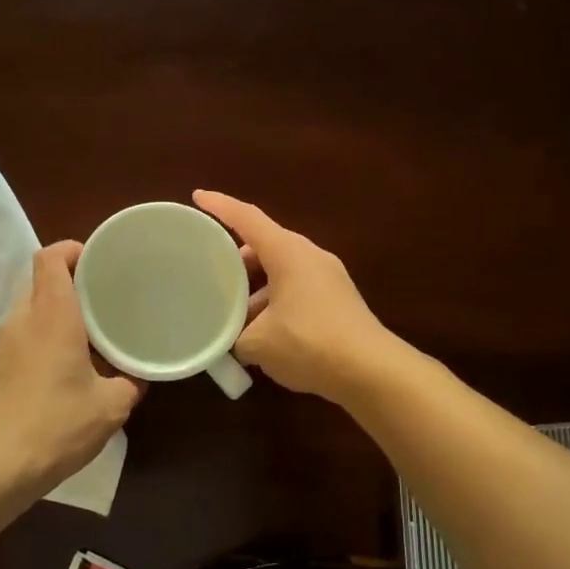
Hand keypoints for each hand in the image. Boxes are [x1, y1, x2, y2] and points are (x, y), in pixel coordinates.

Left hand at [0, 242, 142, 488]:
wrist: (0, 465)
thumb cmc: (59, 423)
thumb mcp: (112, 405)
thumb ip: (131, 382)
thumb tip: (139, 376)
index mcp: (52, 315)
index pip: (51, 258)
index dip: (73, 249)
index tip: (99, 260)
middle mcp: (24, 319)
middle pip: (42, 280)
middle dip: (73, 282)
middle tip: (106, 296)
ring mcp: (6, 343)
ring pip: (33, 308)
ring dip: (60, 311)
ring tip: (93, 330)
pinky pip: (26, 334)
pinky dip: (47, 334)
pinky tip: (72, 362)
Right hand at [193, 190, 396, 402]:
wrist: (371, 371)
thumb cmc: (309, 344)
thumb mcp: (258, 343)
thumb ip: (234, 337)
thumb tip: (232, 341)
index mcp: (288, 253)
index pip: (247, 218)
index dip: (220, 206)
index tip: (198, 197)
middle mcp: (310, 256)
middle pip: (265, 246)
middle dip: (236, 260)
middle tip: (212, 278)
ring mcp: (328, 278)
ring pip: (282, 271)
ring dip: (256, 288)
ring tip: (234, 316)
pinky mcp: (338, 300)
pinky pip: (297, 289)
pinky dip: (275, 302)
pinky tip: (263, 333)